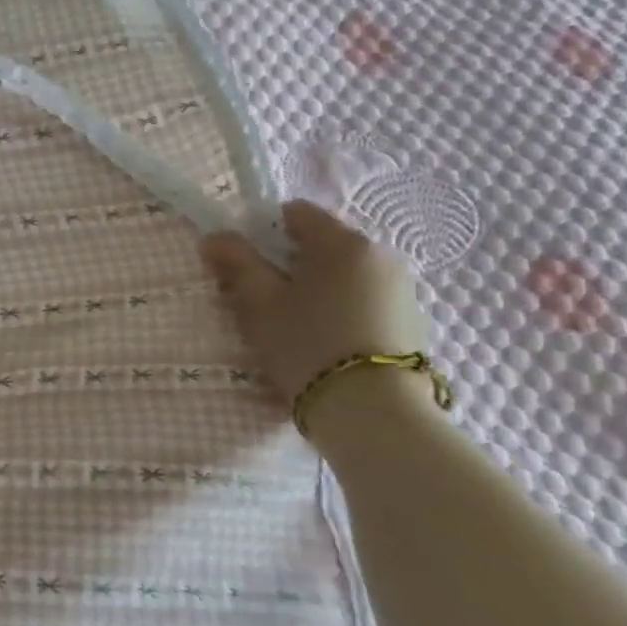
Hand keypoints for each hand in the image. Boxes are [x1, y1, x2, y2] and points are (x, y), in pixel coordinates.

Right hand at [201, 200, 431, 403]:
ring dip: (315, 289)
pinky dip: (340, 311)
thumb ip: (236, 263)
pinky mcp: (411, 324)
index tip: (247, 265)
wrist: (373, 411)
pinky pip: (363, 301)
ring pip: (342, 276)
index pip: (297, 214)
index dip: (264, 232)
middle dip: (289, 265)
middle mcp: (381, 257)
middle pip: (321, 246)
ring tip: (294, 328)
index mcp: (344, 243)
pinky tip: (325, 344)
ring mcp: (402, 291)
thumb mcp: (259, 303)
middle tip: (263, 301)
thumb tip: (215, 237)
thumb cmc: (307, 344)